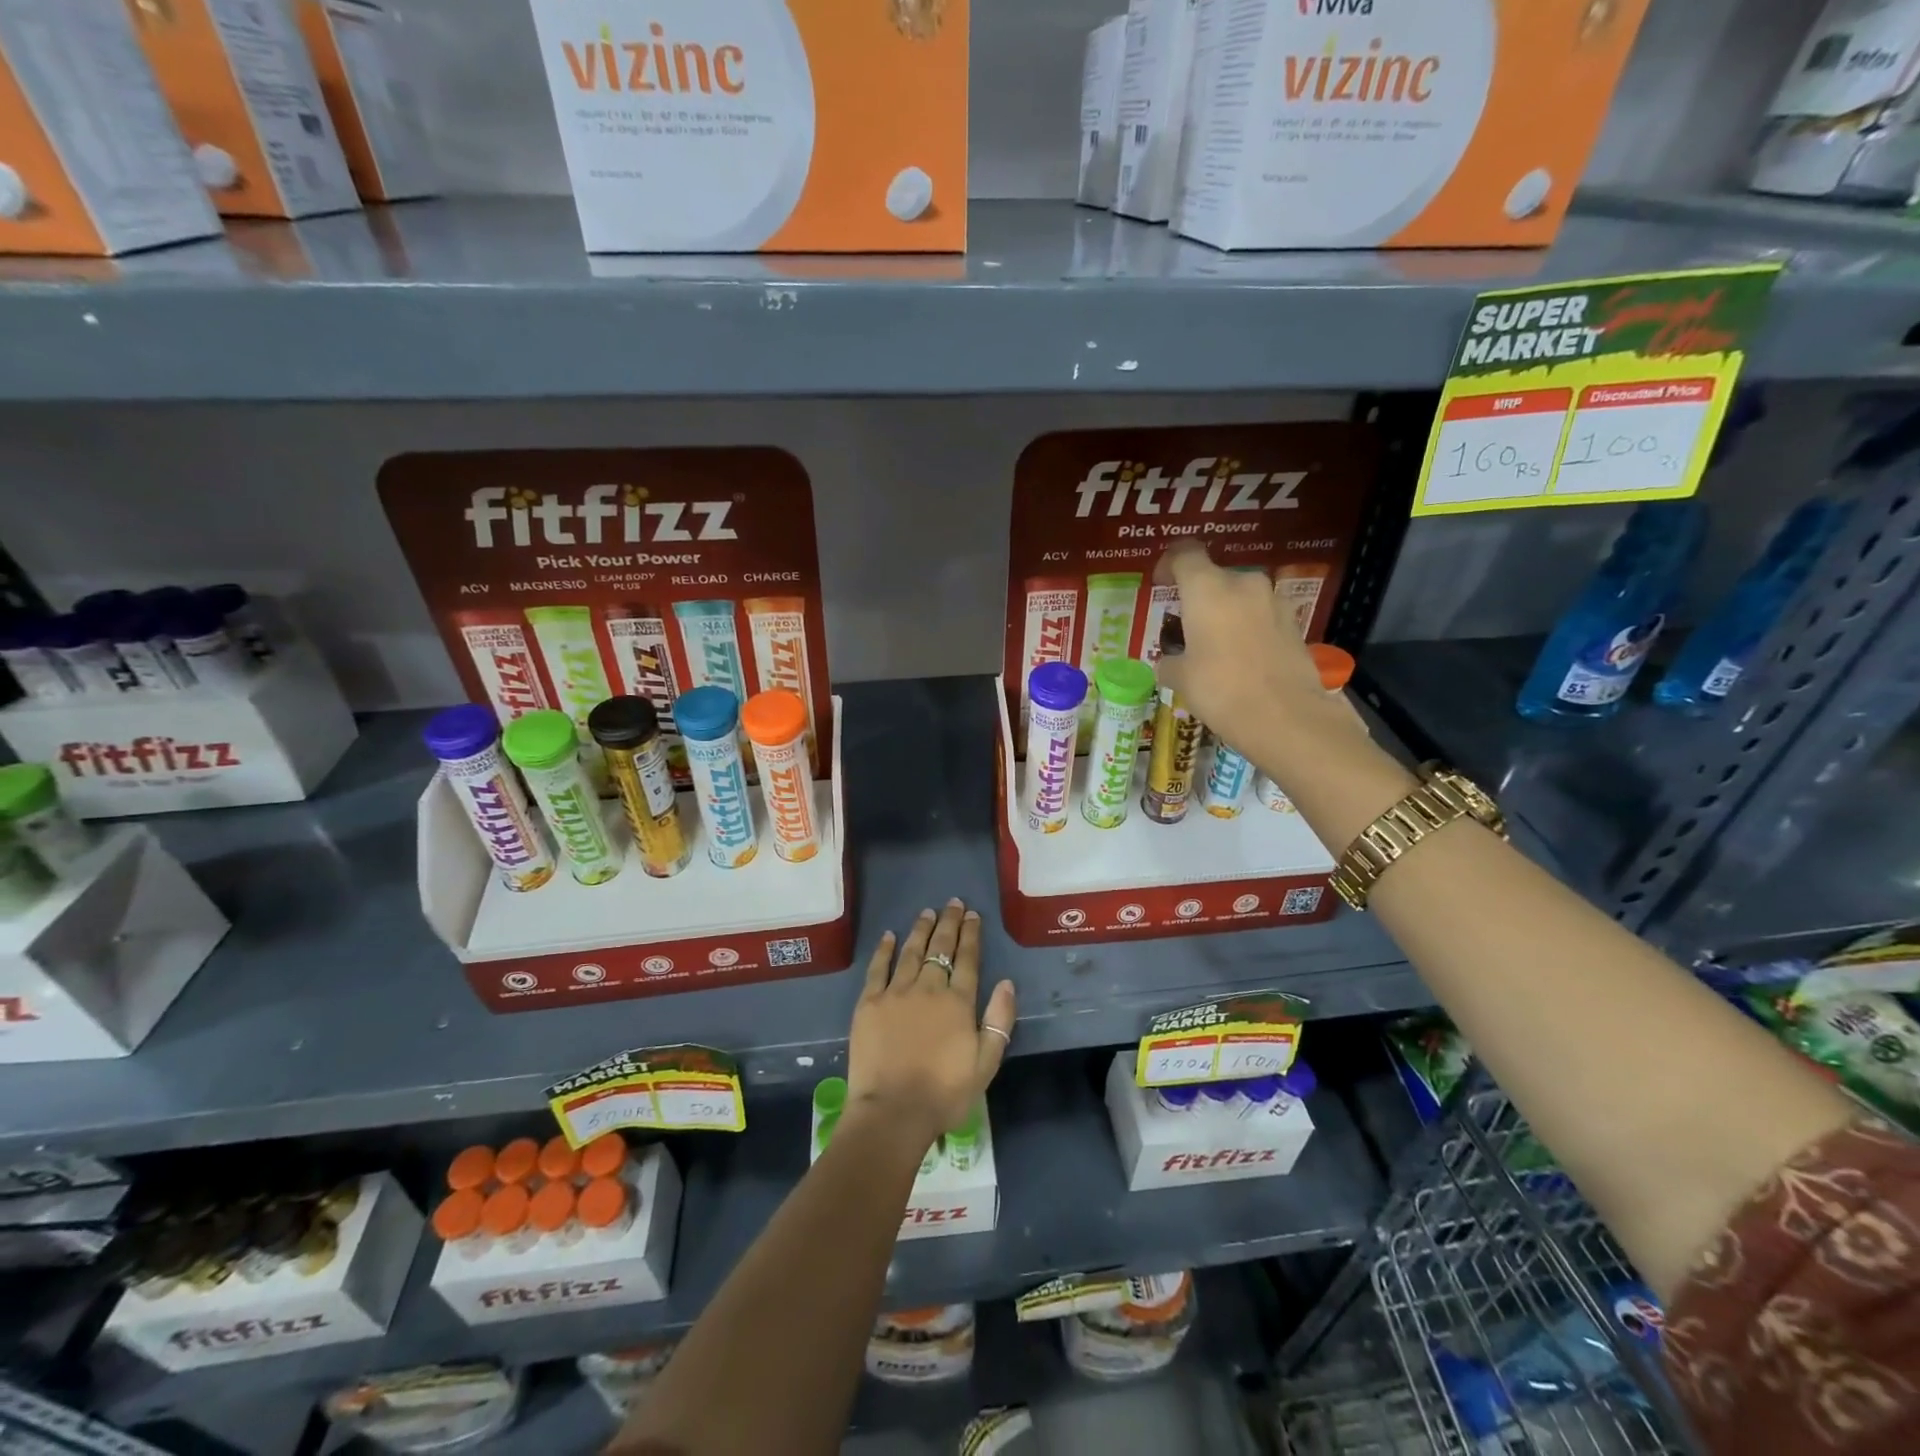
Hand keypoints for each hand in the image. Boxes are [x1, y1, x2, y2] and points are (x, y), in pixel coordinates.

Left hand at [848, 899, 1016, 1144]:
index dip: (971, 935)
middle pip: (940, 948)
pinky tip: (889, 936)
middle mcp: (928, 988)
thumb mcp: (986, 1063)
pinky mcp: (869, 1003)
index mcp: (958, 1002)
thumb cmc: (945, 1093)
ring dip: (921, 929)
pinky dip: (885, 950)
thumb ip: (999, 1021)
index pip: (967, 959)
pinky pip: (878, 968)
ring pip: (911, 952)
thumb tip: (1006, 983)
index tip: (973, 915)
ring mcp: (896, 993)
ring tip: (927, 912)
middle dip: (949, 923)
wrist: (893, 1112)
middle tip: (953, 903)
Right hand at [1153, 542, 1328, 751]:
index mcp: (1207, 588)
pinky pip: (1261, 616)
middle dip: (1198, 596)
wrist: (1286, 716)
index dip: (1169, 563)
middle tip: (1186, 625)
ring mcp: (1273, 602)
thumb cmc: (1221, 689)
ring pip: (1240, 597)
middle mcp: (1243, 584)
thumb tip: (1168, 662)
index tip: (1160, 582)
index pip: (1185, 554)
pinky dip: (1247, 628)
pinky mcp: (1294, 624)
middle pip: (1214, 577)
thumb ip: (1170, 662)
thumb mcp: (1181, 678)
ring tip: (1214, 644)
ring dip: (1225, 612)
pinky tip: (1241, 658)